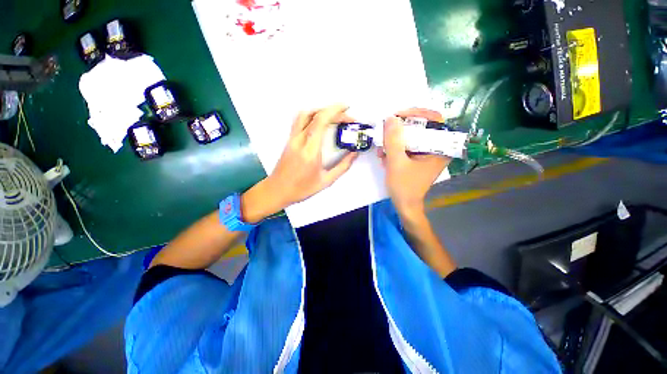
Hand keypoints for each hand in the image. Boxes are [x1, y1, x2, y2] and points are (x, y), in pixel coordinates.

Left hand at [241, 105, 357, 222]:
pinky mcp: (289, 140)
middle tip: (346, 118)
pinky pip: (300, 121)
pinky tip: (320, 123)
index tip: (347, 108)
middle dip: (333, 111)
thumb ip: (343, 166)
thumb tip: (355, 153)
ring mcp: (292, 138)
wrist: (277, 190)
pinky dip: (312, 116)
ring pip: (305, 114)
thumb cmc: (302, 188)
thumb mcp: (326, 181)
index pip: (321, 121)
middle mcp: (300, 140)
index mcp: (310, 150)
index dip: (335, 110)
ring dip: (321, 111)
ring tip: (334, 117)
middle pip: (315, 114)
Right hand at [378, 108, 450, 219]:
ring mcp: (426, 154)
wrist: (404, 205)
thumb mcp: (396, 162)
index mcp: (439, 148)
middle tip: (385, 134)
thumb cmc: (404, 186)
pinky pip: (406, 147)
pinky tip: (384, 157)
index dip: (416, 113)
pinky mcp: (418, 159)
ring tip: (381, 151)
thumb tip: (390, 118)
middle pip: (420, 127)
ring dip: (394, 141)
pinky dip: (395, 149)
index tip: (398, 116)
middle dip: (399, 130)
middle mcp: (436, 148)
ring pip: (411, 137)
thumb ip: (393, 140)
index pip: (434, 119)